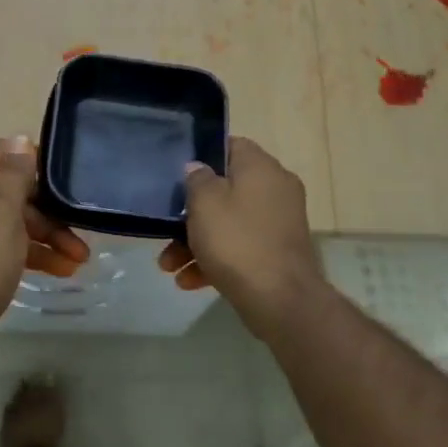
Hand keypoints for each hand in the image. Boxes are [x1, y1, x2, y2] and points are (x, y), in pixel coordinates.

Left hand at [0, 136, 89, 352]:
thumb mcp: (1, 214)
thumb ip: (13, 175)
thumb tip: (20, 139)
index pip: (1, 152)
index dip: (34, 161)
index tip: (65, 180)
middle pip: (11, 188)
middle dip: (48, 209)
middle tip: (81, 229)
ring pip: (13, 218)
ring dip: (47, 235)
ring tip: (80, 258)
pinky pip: (5, 241)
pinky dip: (31, 252)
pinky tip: (62, 269)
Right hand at [158, 136, 327, 330]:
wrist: (281, 300)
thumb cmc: (237, 241)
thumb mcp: (205, 204)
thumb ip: (197, 179)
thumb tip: (198, 168)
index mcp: (261, 168)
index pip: (231, 146)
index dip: (203, 156)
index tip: (178, 175)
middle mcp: (276, 189)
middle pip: (226, 190)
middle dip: (192, 213)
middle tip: (166, 230)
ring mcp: (279, 223)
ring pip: (230, 222)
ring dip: (197, 242)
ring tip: (170, 267)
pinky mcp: (278, 253)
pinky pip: (242, 247)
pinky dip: (217, 259)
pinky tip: (190, 282)